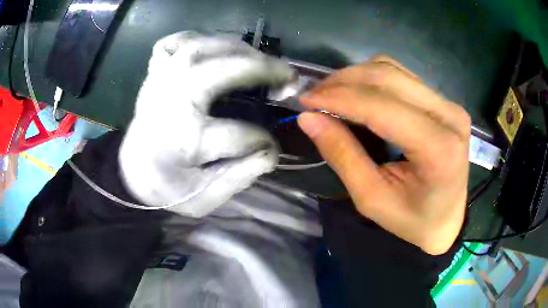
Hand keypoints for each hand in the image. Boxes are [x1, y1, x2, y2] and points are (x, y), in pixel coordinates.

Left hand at [119, 32, 292, 216]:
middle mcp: (170, 102)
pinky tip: (210, 50)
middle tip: (288, 76)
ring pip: (200, 46)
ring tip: (259, 59)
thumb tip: (270, 154)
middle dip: (262, 69)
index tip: (271, 152)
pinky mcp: (153, 74)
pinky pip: (172, 43)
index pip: (239, 136)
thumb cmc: (166, 187)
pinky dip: (195, 39)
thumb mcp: (203, 199)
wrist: (132, 170)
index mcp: (183, 140)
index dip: (264, 145)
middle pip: (221, 71)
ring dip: (237, 48)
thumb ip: (238, 178)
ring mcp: (159, 82)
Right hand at [298, 55, 469, 254]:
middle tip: (313, 95)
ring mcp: (449, 105)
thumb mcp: (372, 199)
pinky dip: (373, 78)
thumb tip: (308, 118)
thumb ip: (342, 156)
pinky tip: (357, 92)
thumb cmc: (413, 220)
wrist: (447, 219)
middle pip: (388, 78)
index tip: (306, 100)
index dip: (340, 98)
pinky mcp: (444, 101)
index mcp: (439, 148)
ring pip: (393, 70)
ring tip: (330, 92)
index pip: (382, 108)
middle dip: (344, 81)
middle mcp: (449, 116)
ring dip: (356, 76)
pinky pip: (402, 76)